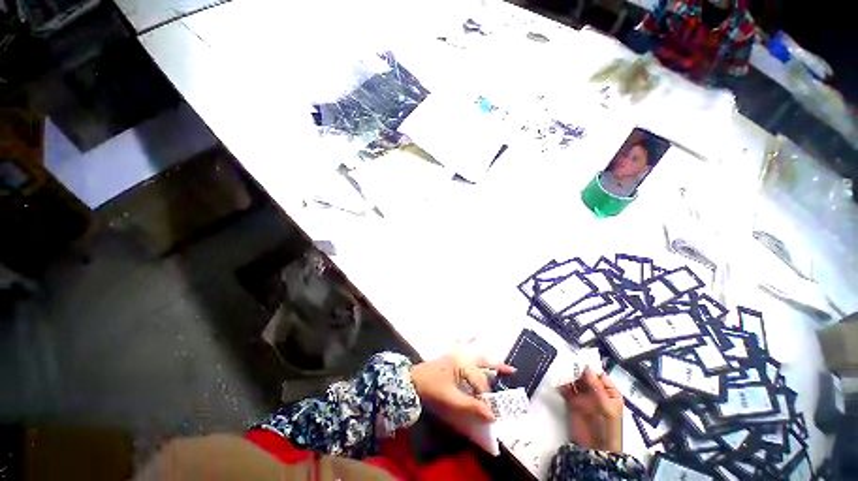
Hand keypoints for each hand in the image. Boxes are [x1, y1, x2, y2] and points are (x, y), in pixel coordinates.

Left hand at [410, 346, 514, 421]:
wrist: (411, 381)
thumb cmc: (431, 389)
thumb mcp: (451, 400)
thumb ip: (472, 406)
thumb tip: (492, 415)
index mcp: (462, 363)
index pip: (480, 382)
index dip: (486, 398)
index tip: (491, 413)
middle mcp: (462, 356)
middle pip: (483, 364)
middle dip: (496, 370)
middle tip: (512, 373)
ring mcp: (456, 355)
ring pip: (478, 356)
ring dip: (491, 360)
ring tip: (506, 363)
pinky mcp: (452, 358)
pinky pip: (467, 352)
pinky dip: (475, 349)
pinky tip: (478, 339)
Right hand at [559, 367, 623, 452]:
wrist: (594, 448)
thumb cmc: (607, 427)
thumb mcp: (605, 406)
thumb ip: (595, 386)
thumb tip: (586, 367)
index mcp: (608, 392)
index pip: (598, 374)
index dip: (589, 367)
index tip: (578, 359)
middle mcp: (595, 392)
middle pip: (584, 376)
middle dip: (575, 370)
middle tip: (566, 363)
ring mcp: (583, 397)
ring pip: (574, 381)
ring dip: (567, 376)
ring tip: (560, 371)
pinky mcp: (572, 402)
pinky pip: (565, 389)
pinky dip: (561, 385)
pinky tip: (558, 382)